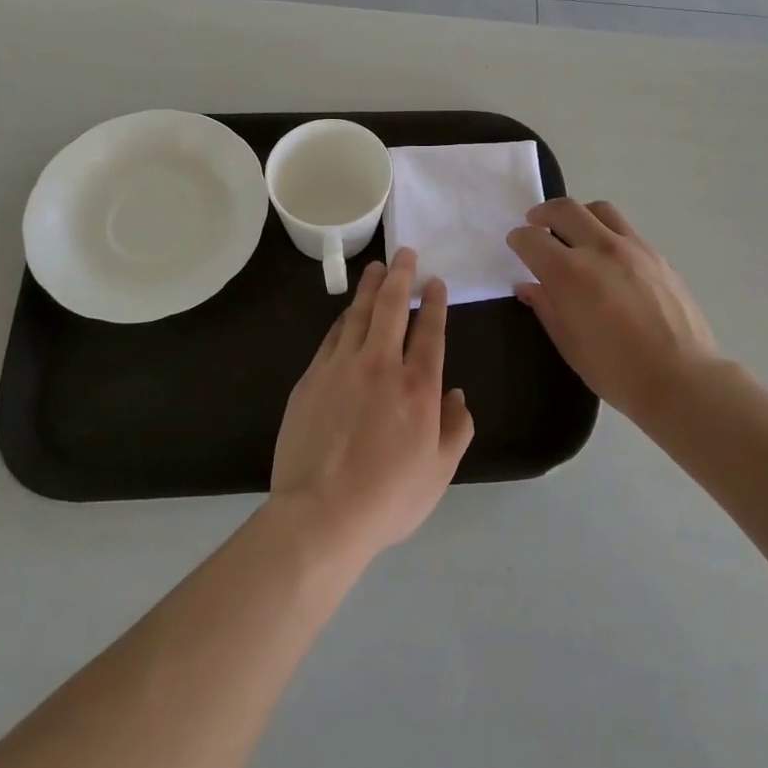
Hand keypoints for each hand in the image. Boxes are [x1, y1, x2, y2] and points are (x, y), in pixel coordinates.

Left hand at [269, 249, 474, 564]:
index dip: (434, 302)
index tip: (435, 282)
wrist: (320, 514)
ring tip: (377, 268)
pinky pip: (332, 336)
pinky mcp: (312, 377)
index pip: (430, 330)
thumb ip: (456, 428)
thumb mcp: (439, 472)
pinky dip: (344, 318)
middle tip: (405, 253)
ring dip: (370, 287)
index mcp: (418, 386)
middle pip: (392, 307)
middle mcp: (380, 365)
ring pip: (358, 313)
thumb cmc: (388, 498)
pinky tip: (348, 311)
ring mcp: (341, 367)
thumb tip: (456, 394)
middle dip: (401, 276)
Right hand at [507, 198, 717, 418]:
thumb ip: (546, 306)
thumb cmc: (617, 371)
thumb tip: (527, 285)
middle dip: (543, 213)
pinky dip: (607, 231)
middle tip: (536, 224)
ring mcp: (633, 248)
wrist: (682, 380)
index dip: (518, 239)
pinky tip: (608, 257)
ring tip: (574, 232)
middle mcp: (599, 249)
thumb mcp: (569, 344)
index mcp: (570, 273)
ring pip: (599, 209)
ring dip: (579, 215)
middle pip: (564, 209)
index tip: (516, 245)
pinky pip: (625, 229)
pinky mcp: (657, 255)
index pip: (532, 239)